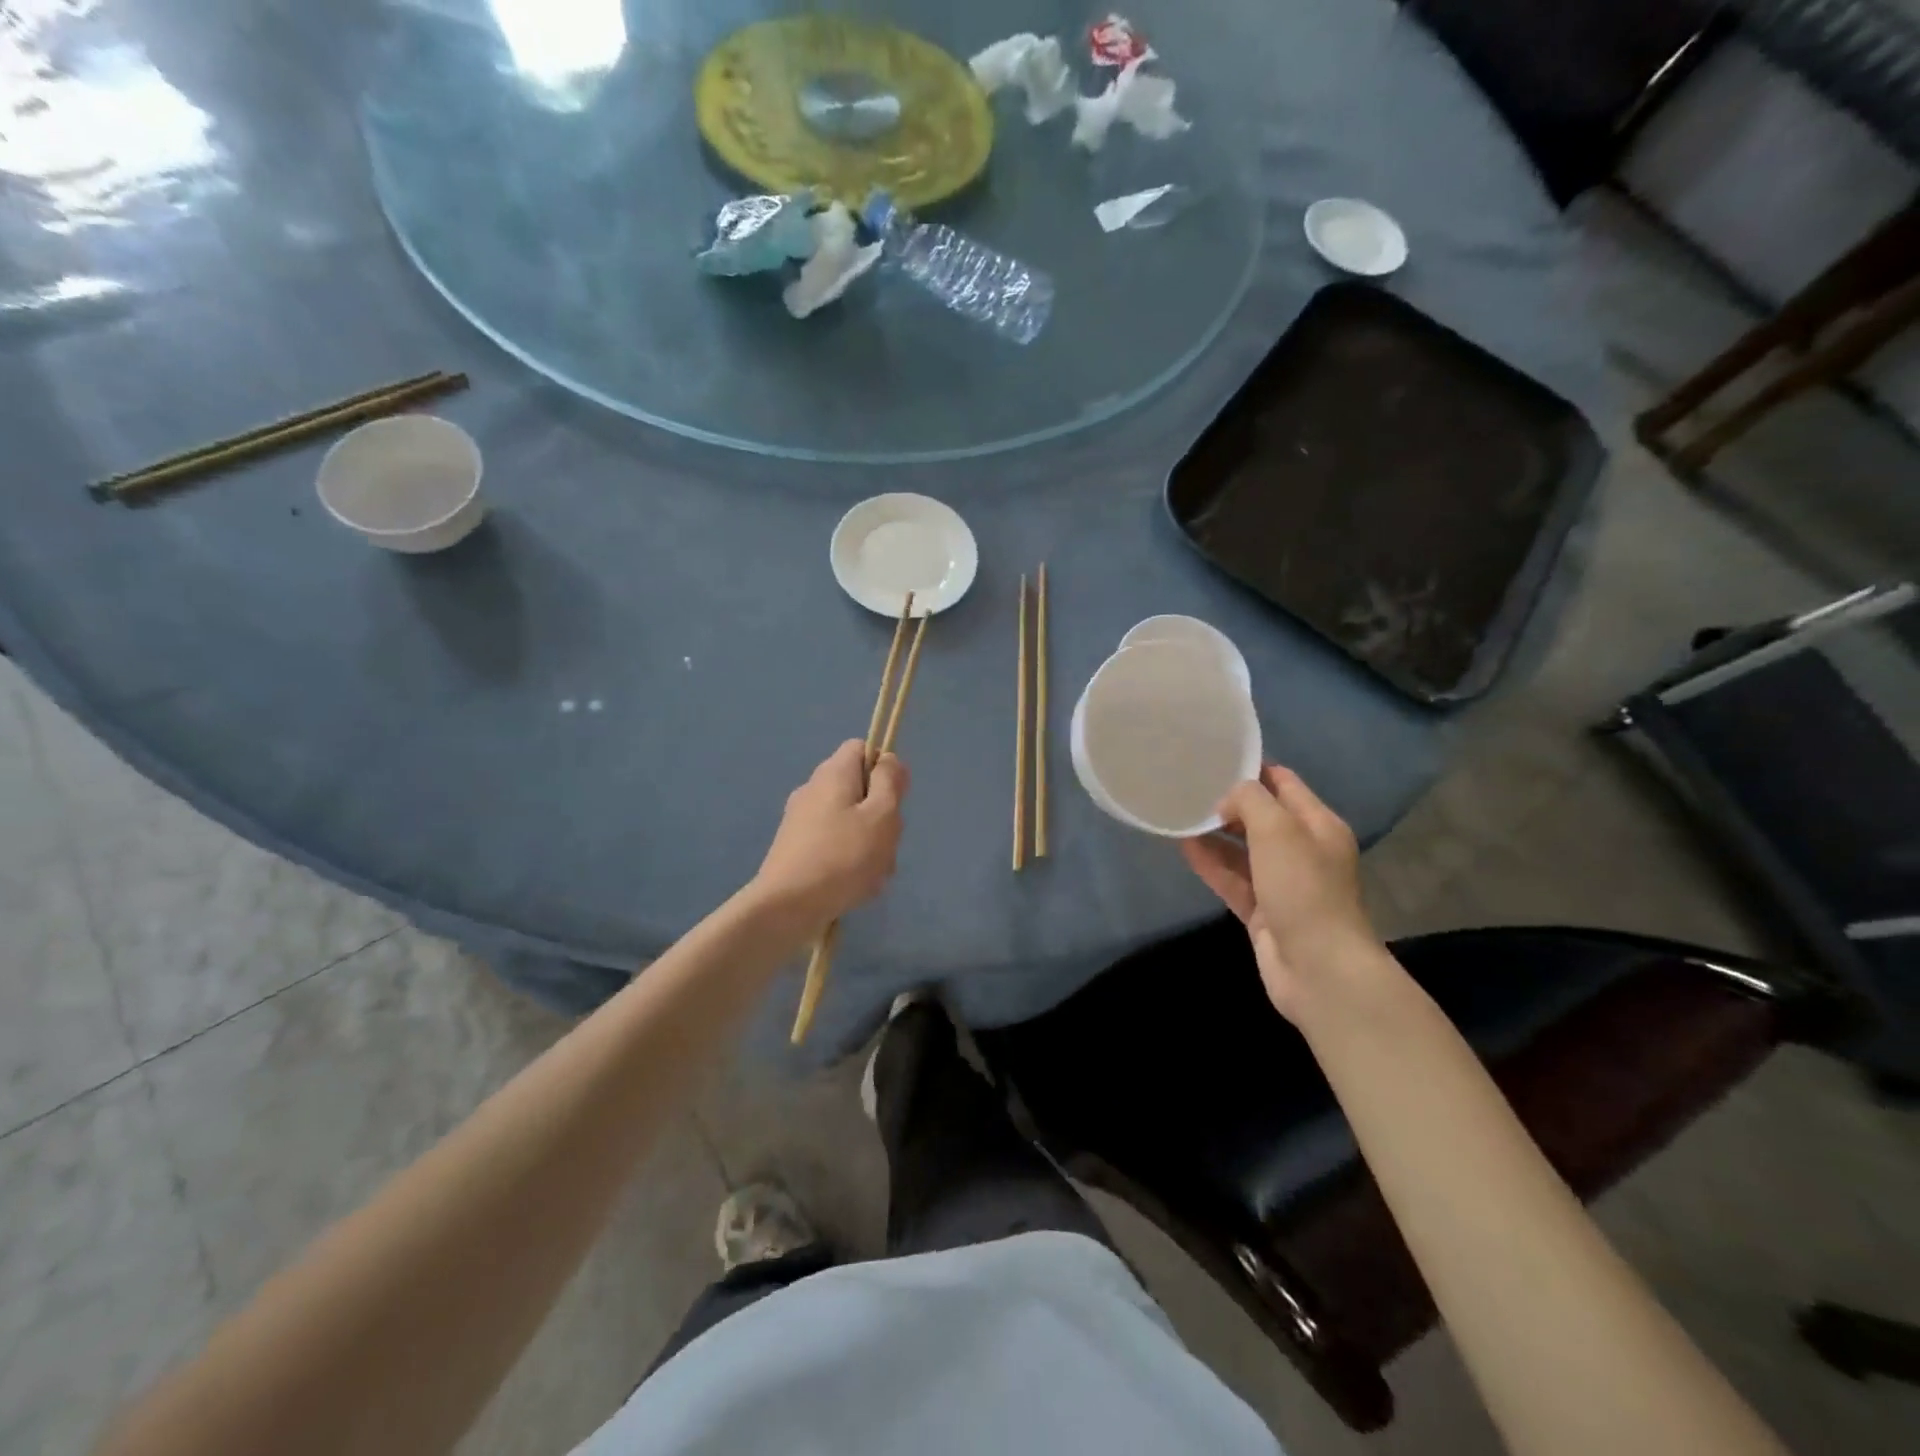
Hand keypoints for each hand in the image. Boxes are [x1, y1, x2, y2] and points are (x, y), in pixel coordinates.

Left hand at [753, 741, 908, 933]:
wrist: (786, 907)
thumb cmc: (843, 857)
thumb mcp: (881, 815)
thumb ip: (890, 782)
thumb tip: (888, 759)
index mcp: (833, 773)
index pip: (862, 748)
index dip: (884, 768)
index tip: (895, 799)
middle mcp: (813, 789)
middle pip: (859, 788)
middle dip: (881, 814)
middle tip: (886, 843)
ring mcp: (801, 820)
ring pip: (850, 821)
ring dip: (869, 843)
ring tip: (873, 874)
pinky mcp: (796, 849)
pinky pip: (834, 844)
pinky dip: (849, 861)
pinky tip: (855, 886)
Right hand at [1180, 765, 1381, 1020]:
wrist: (1318, 968)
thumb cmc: (1303, 888)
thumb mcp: (1278, 829)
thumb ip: (1249, 800)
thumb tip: (1227, 801)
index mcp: (1318, 825)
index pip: (1284, 783)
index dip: (1252, 769)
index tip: (1214, 759)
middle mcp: (1303, 850)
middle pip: (1261, 816)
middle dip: (1228, 803)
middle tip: (1188, 788)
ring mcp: (1282, 883)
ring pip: (1242, 849)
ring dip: (1214, 834)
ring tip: (1178, 815)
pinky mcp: (1263, 911)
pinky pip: (1232, 878)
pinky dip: (1210, 863)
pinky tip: (1183, 847)